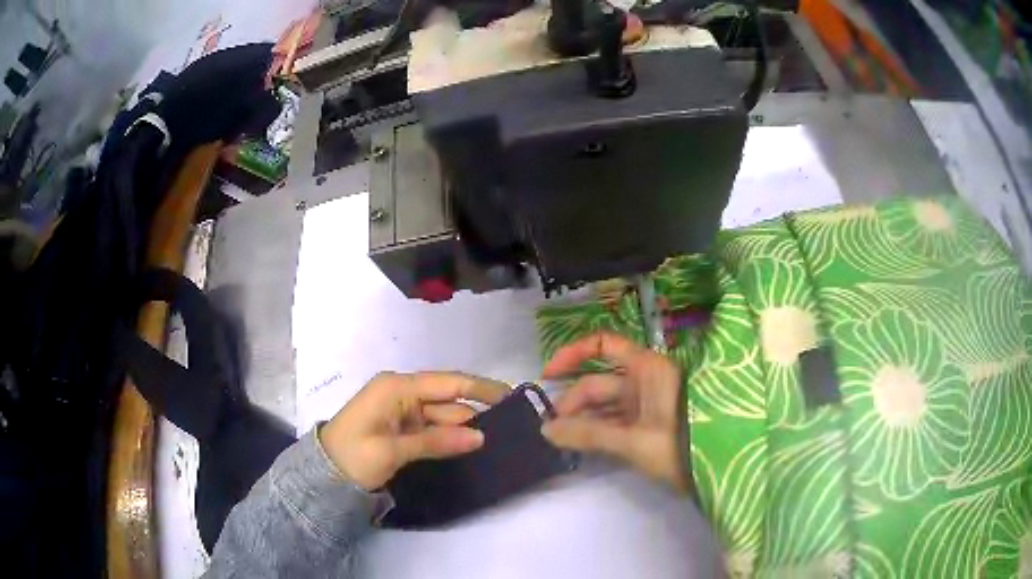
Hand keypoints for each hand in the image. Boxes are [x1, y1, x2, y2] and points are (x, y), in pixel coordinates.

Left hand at [319, 372, 509, 490]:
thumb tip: (480, 437)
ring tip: (498, 441)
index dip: (480, 387)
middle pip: (447, 401)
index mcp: (396, 387)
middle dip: (476, 413)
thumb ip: (436, 441)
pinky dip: (448, 437)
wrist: (322, 475)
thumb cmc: (353, 456)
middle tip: (511, 429)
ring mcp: (401, 410)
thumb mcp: (392, 450)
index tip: (511, 396)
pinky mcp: (400, 427)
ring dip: (464, 428)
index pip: (448, 382)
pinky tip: (470, 446)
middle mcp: (401, 393)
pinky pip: (431, 428)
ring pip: (442, 416)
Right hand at [541, 333, 687, 491]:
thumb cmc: (681, 445)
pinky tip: (580, 443)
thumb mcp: (634, 440)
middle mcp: (644, 378)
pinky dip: (597, 430)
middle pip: (599, 381)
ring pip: (606, 403)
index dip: (572, 354)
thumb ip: (589, 434)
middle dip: (573, 402)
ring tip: (560, 439)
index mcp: (646, 368)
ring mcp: (646, 402)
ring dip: (583, 419)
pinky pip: (615, 420)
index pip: (602, 345)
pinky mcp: (648, 423)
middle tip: (551, 429)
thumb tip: (545, 429)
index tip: (547, 376)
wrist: (720, 469)